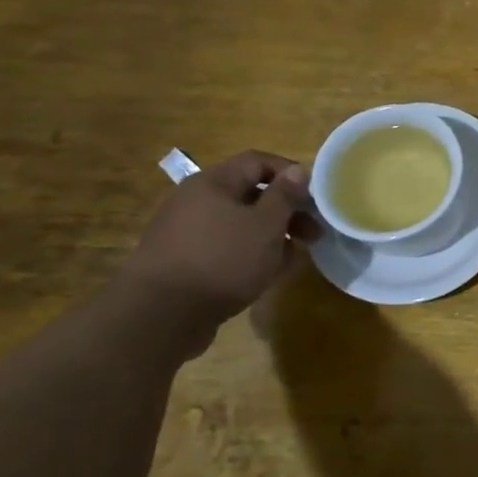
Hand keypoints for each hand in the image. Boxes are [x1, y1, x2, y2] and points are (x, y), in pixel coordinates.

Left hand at [117, 150, 322, 331]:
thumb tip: (298, 171)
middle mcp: (196, 200)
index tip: (317, 196)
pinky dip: (251, 254)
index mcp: (213, 183)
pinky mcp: (185, 261)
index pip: (258, 161)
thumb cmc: (222, 259)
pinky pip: (227, 247)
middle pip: (251, 194)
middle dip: (287, 211)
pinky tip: (268, 273)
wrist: (160, 315)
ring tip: (294, 258)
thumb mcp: (265, 225)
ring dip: (272, 235)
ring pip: (241, 224)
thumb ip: (285, 196)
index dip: (291, 173)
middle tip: (314, 233)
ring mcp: (188, 232)